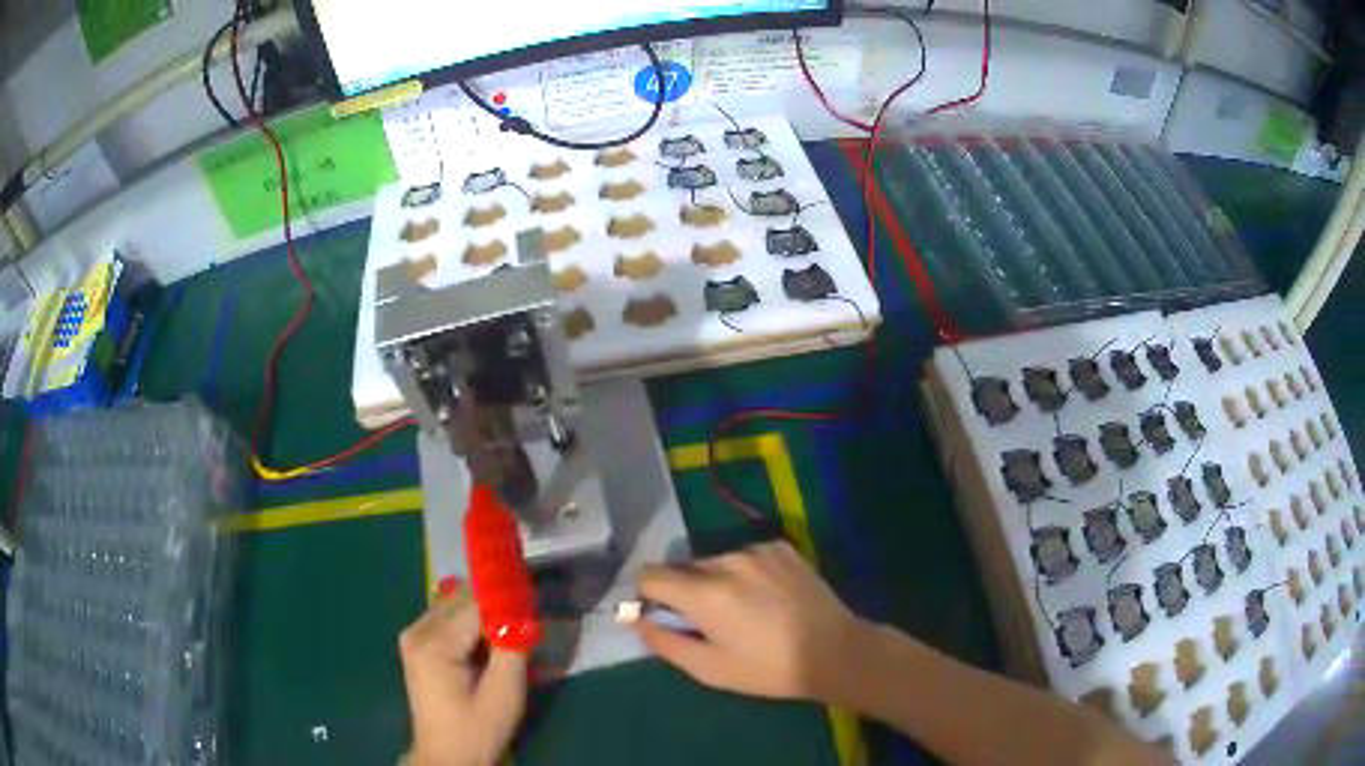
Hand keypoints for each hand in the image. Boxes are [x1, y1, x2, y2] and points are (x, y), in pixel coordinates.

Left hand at [399, 595, 527, 765]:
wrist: (447, 757)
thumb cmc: (477, 730)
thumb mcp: (505, 693)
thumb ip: (513, 645)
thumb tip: (524, 610)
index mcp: (434, 643)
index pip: (477, 604)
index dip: (509, 603)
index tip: (536, 607)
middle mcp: (417, 630)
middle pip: (464, 601)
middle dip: (497, 608)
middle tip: (526, 624)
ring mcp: (414, 636)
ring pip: (457, 608)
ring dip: (485, 617)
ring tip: (509, 637)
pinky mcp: (418, 645)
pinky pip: (449, 621)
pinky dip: (472, 627)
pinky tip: (488, 647)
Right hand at [636, 540, 870, 702]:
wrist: (835, 650)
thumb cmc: (768, 669)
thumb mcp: (710, 669)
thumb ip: (664, 642)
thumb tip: (637, 620)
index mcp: (705, 593)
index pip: (650, 575)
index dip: (649, 596)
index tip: (664, 616)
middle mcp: (726, 561)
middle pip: (683, 567)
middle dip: (685, 591)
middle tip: (710, 622)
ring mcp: (757, 550)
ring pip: (715, 561)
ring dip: (716, 581)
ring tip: (745, 610)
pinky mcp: (781, 547)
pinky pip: (745, 555)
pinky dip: (745, 572)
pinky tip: (769, 597)